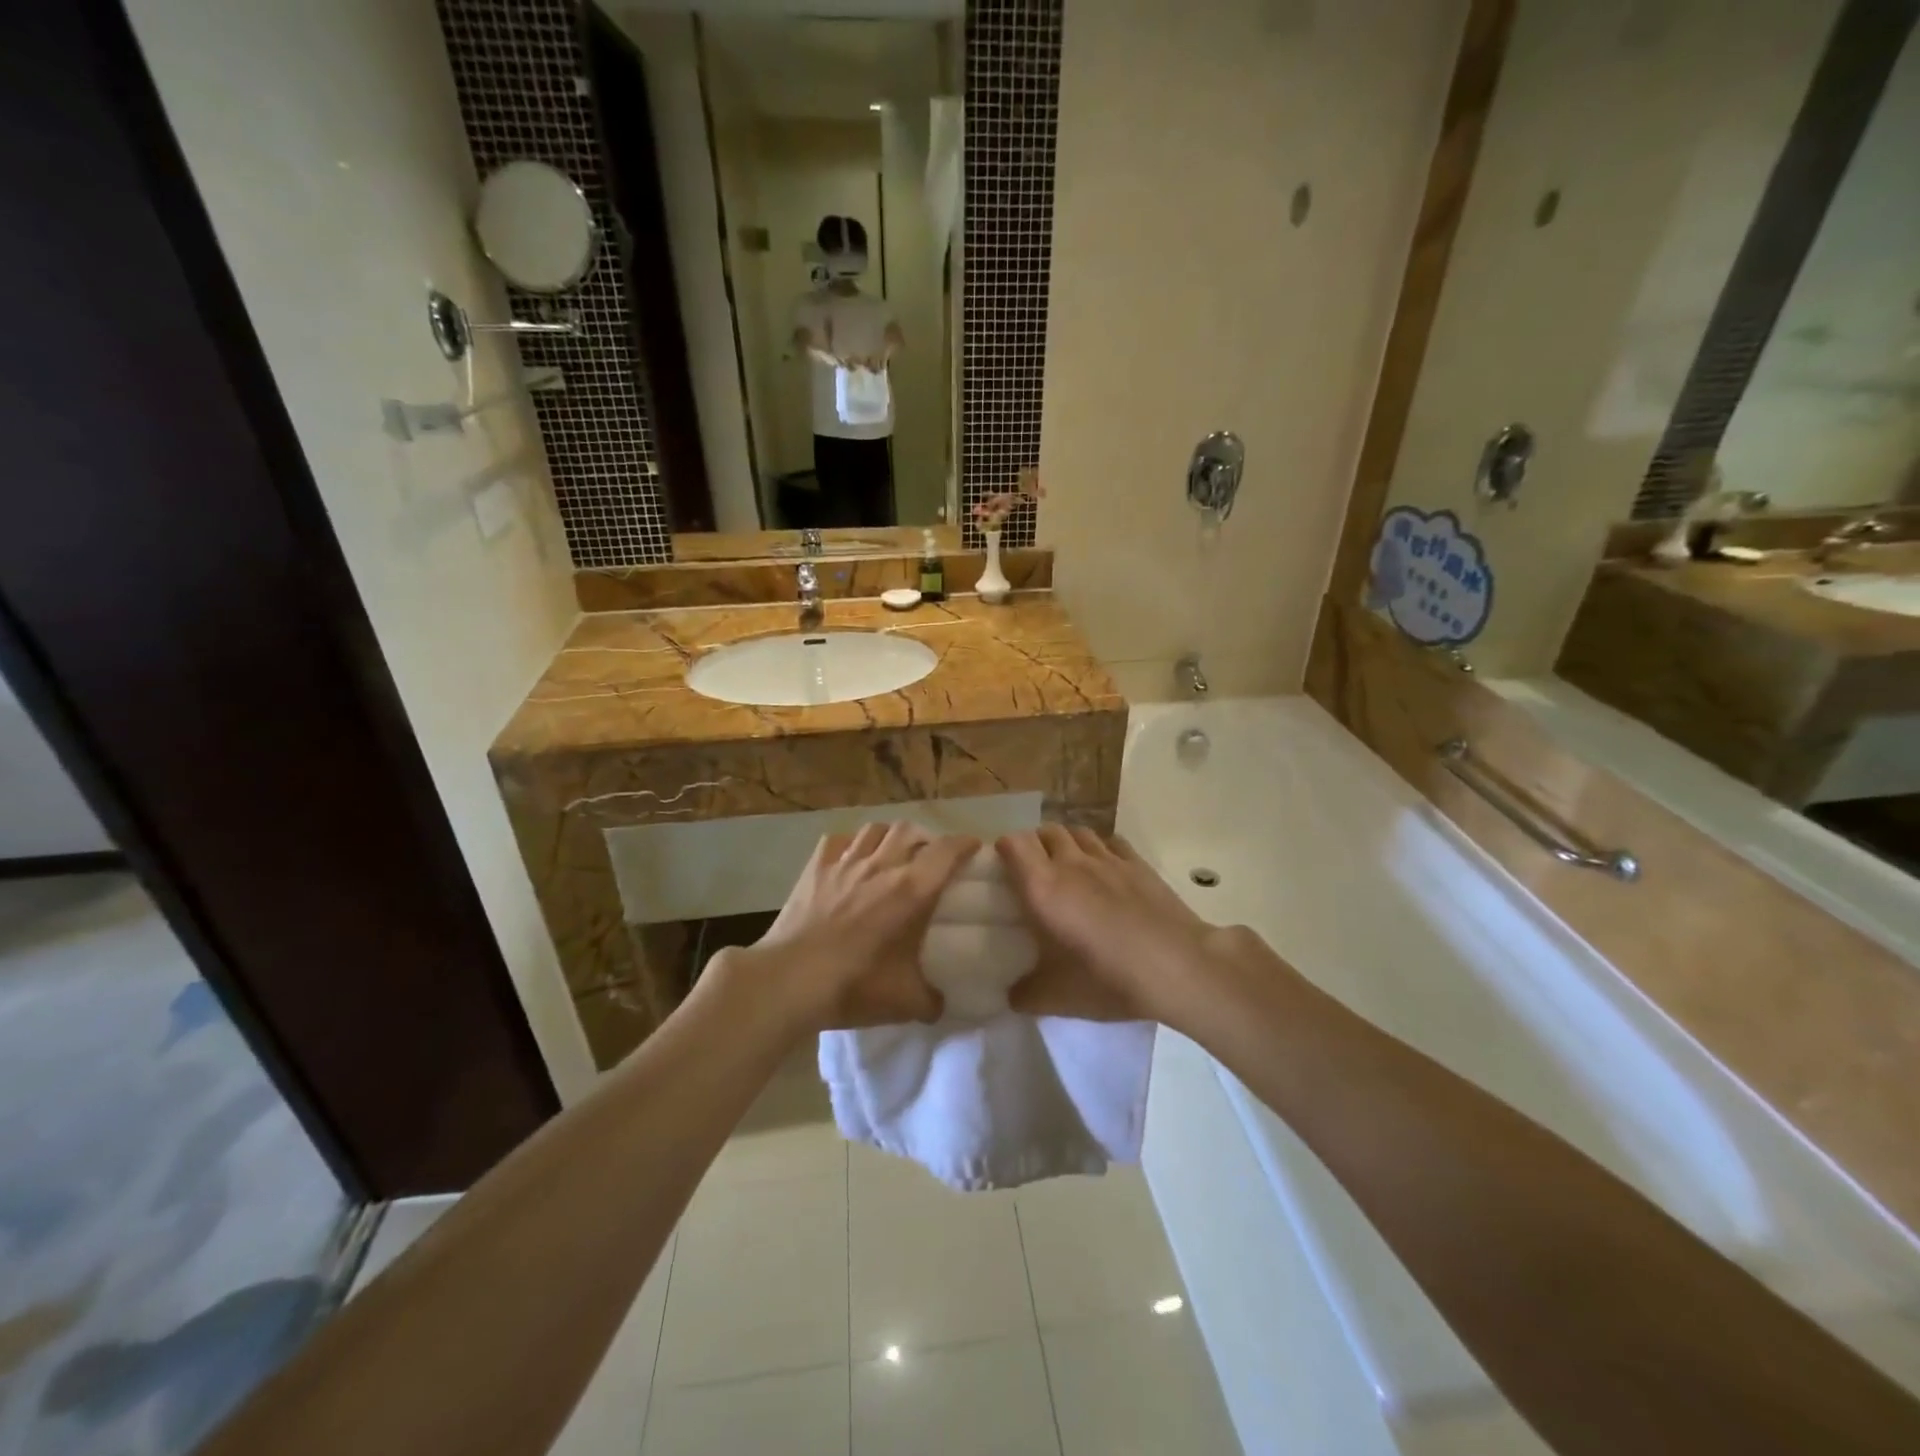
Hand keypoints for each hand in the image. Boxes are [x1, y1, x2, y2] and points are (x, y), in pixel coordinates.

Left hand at [722, 823, 975, 1031]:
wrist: (790, 980)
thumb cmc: (854, 985)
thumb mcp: (905, 1002)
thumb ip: (932, 1000)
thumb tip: (940, 1003)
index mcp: (912, 890)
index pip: (947, 851)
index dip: (964, 844)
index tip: (973, 848)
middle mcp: (882, 865)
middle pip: (910, 829)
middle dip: (926, 838)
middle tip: (930, 857)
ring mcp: (845, 862)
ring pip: (875, 829)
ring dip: (890, 836)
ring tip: (892, 853)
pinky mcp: (815, 868)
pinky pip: (838, 841)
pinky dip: (851, 844)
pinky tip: (851, 858)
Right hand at [995, 826, 1236, 1024]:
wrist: (1177, 967)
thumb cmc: (1107, 978)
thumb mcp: (1056, 998)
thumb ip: (1025, 993)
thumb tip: (1012, 994)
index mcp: (1042, 887)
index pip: (1013, 843)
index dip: (1004, 849)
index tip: (1003, 867)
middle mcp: (1071, 863)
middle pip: (1045, 831)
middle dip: (1035, 844)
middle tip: (1035, 871)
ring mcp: (1108, 859)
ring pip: (1078, 831)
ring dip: (1067, 842)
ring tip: (1068, 866)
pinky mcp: (1138, 864)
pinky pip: (1111, 842)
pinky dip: (1101, 849)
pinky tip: (1106, 869)